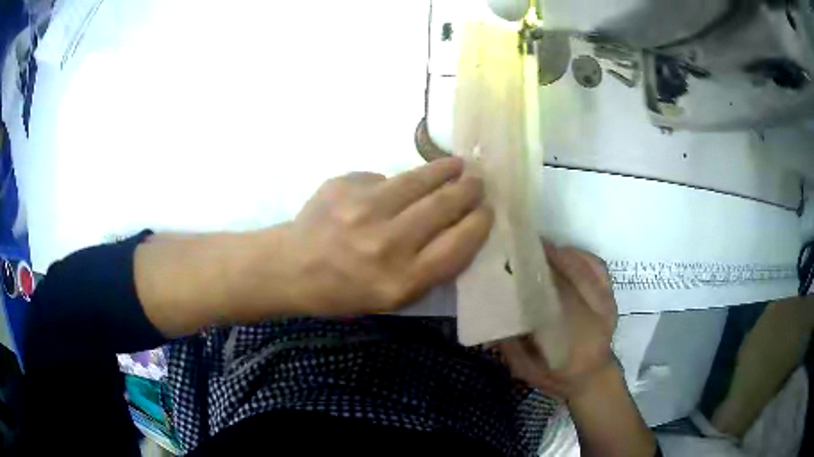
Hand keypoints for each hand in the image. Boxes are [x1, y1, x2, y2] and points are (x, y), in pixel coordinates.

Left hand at [284, 157, 492, 314]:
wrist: (292, 268)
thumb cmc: (344, 291)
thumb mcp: (392, 299)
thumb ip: (428, 268)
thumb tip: (454, 226)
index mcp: (401, 281)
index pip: (457, 245)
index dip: (478, 224)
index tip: (487, 210)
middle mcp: (386, 244)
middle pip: (443, 207)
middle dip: (467, 191)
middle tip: (477, 182)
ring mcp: (363, 210)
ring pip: (417, 180)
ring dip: (443, 170)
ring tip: (456, 165)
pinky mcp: (344, 186)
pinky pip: (381, 178)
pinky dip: (394, 182)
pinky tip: (397, 186)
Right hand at [498, 244, 616, 399]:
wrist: (593, 378)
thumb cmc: (557, 375)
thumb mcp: (527, 369)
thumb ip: (510, 343)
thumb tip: (492, 311)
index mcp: (573, 338)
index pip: (553, 299)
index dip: (535, 277)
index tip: (514, 262)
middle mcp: (594, 317)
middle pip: (569, 277)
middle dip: (546, 260)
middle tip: (522, 248)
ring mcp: (606, 304)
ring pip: (584, 268)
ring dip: (561, 255)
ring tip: (540, 248)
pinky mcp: (611, 296)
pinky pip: (598, 267)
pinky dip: (581, 256)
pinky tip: (564, 252)